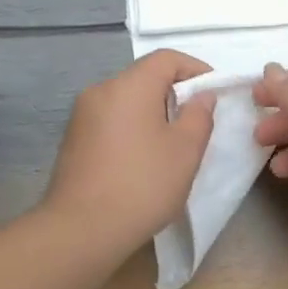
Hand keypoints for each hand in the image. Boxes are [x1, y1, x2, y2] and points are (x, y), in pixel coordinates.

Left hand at [40, 50, 216, 259]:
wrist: (81, 230)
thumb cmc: (142, 184)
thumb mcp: (186, 151)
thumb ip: (199, 115)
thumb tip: (201, 96)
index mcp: (129, 85)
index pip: (167, 58)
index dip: (196, 69)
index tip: (214, 94)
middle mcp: (101, 90)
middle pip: (144, 77)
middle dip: (174, 93)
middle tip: (196, 122)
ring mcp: (81, 116)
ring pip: (126, 100)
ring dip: (152, 112)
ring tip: (171, 145)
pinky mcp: (72, 140)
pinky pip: (110, 120)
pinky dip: (131, 128)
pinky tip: (141, 160)